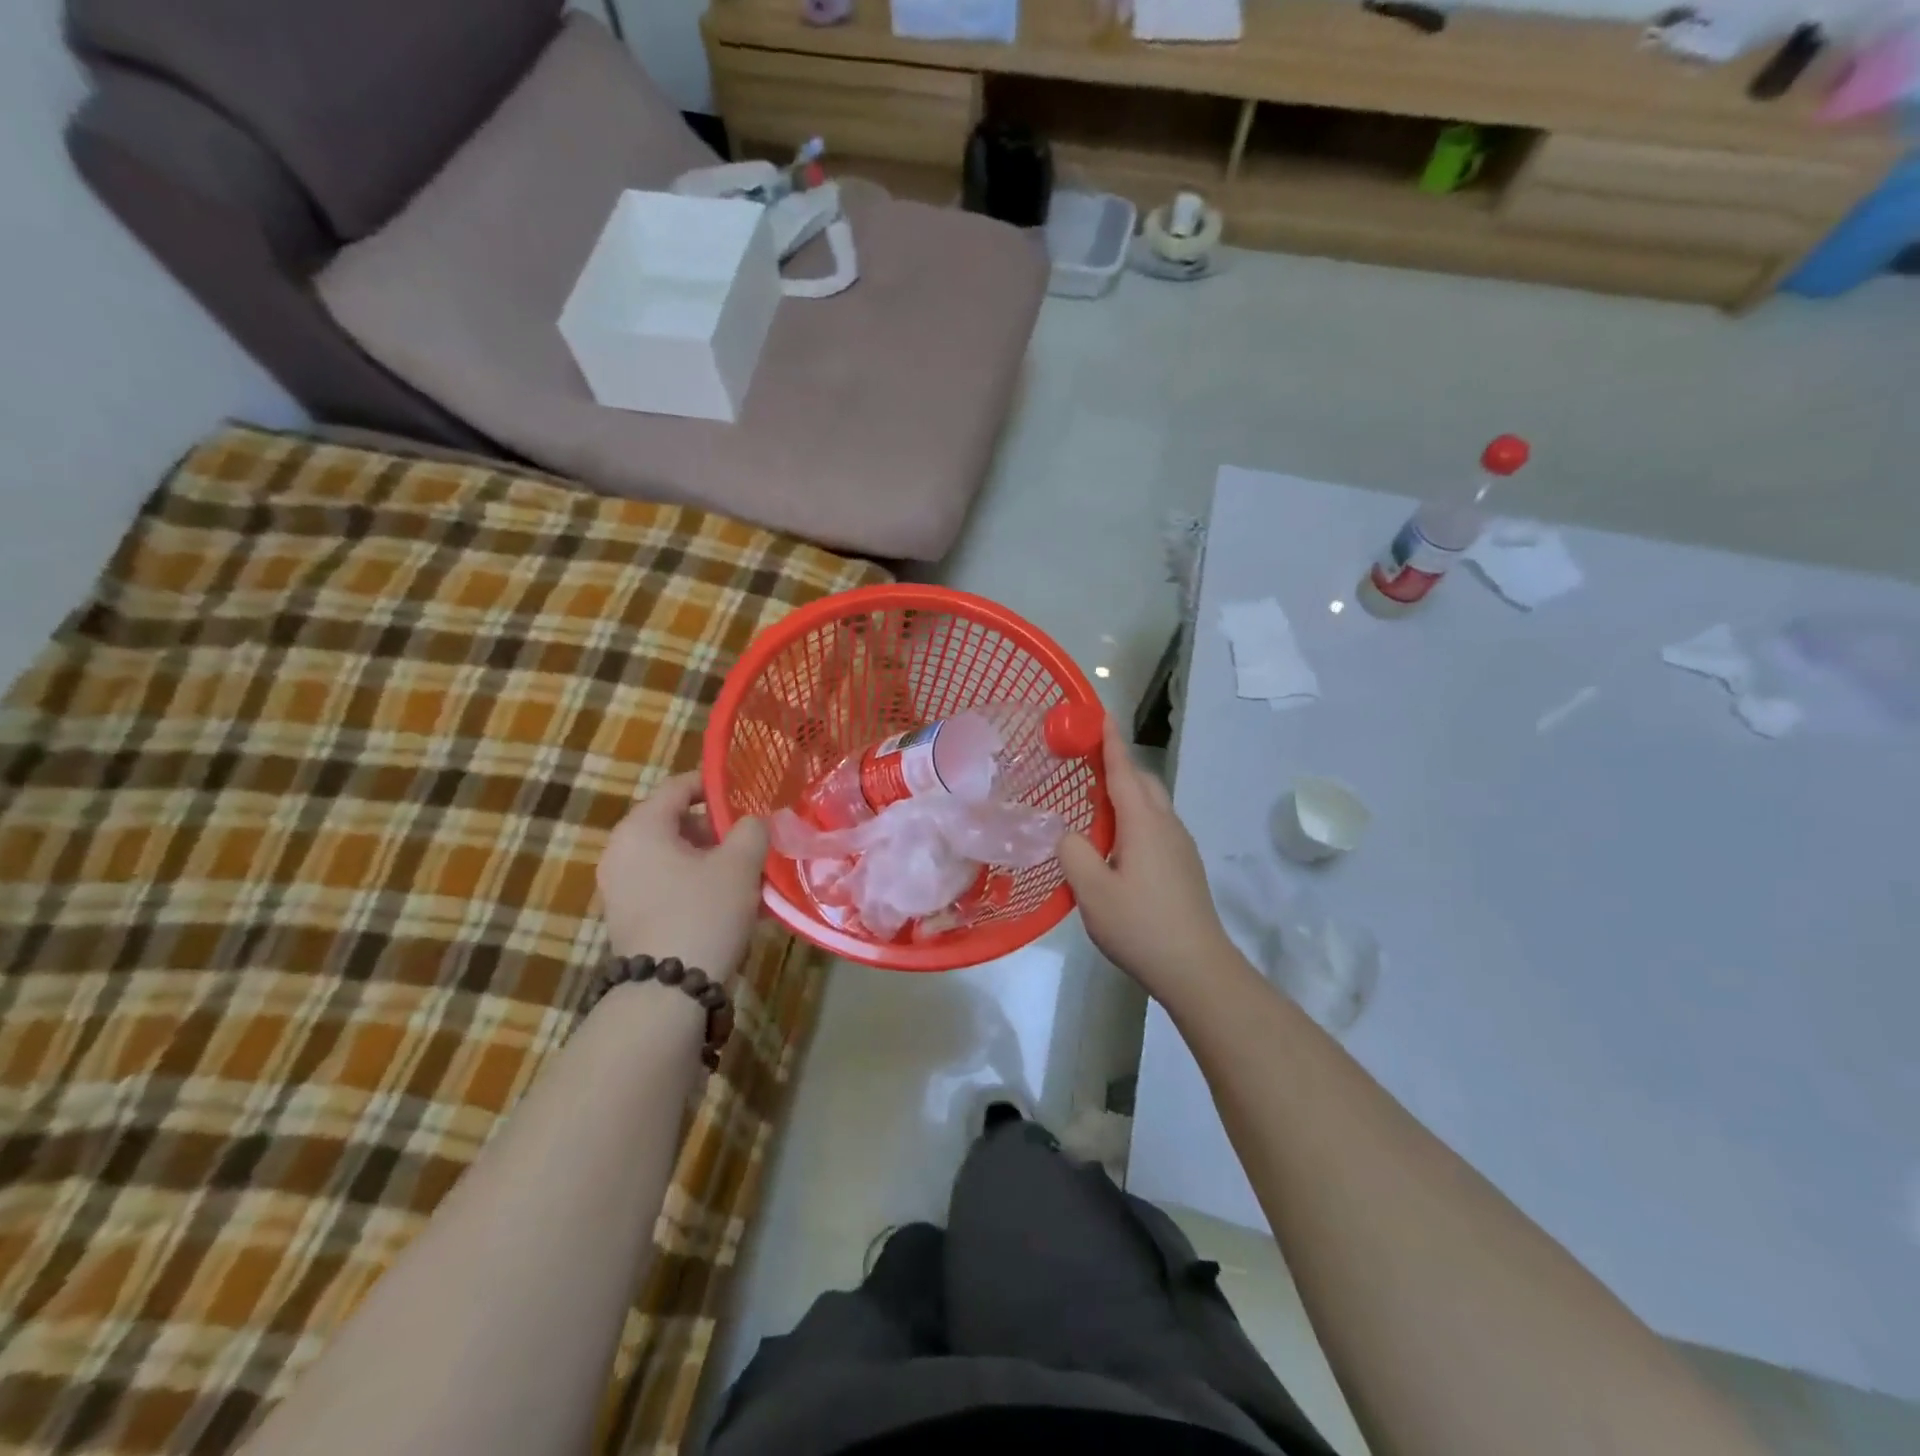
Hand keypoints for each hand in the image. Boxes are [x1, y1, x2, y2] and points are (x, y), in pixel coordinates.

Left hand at [598, 772, 768, 979]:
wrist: (668, 991)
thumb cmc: (703, 912)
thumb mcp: (740, 864)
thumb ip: (752, 830)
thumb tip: (754, 821)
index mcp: (641, 827)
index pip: (678, 787)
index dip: (714, 785)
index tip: (747, 794)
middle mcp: (621, 851)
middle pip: (676, 823)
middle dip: (718, 829)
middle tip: (753, 840)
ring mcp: (620, 886)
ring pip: (674, 857)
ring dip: (711, 860)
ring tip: (749, 875)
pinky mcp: (628, 916)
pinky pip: (667, 884)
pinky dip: (696, 884)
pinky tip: (731, 903)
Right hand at [1058, 716, 1241, 1007]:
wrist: (1197, 967)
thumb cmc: (1140, 925)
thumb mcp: (1092, 890)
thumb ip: (1072, 851)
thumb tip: (1065, 832)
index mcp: (1144, 823)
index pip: (1123, 769)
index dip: (1109, 740)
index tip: (1097, 713)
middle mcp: (1166, 825)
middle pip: (1142, 781)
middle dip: (1117, 763)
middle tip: (1084, 761)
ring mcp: (1180, 846)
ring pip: (1152, 803)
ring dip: (1126, 791)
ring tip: (1094, 801)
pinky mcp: (1184, 865)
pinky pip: (1156, 824)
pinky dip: (1134, 815)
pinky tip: (1116, 840)